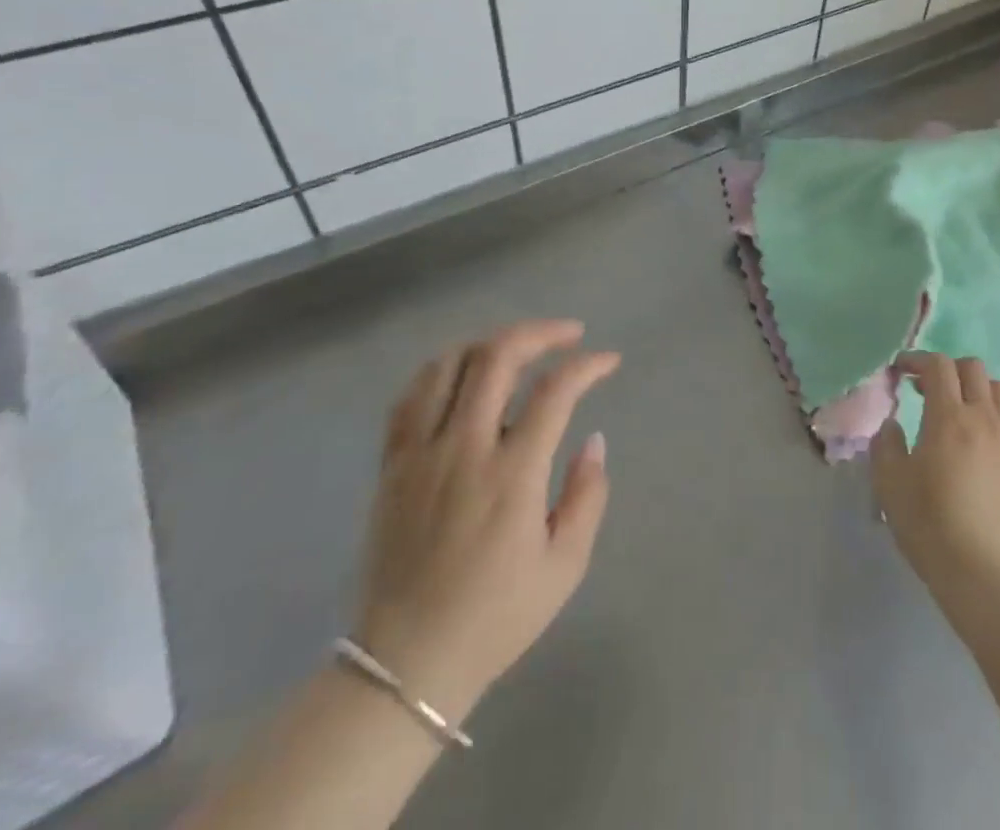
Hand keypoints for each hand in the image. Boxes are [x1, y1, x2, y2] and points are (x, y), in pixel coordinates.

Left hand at [352, 320, 619, 721]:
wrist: (404, 666)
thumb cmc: (495, 618)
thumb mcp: (564, 567)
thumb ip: (587, 496)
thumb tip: (594, 440)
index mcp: (511, 474)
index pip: (555, 391)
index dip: (587, 365)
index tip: (608, 361)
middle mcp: (464, 449)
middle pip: (498, 357)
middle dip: (540, 333)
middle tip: (568, 335)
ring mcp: (421, 454)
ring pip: (450, 365)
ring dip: (490, 343)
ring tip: (518, 348)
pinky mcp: (392, 466)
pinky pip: (410, 397)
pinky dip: (440, 370)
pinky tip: (462, 372)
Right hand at [870, 353, 999, 604]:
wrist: (981, 569)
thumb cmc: (929, 522)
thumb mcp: (890, 482)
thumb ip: (886, 444)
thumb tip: (893, 425)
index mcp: (949, 417)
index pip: (938, 366)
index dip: (916, 360)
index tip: (899, 371)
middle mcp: (983, 417)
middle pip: (971, 367)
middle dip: (946, 368)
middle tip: (924, 389)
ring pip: (996, 388)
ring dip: (973, 387)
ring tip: (955, 409)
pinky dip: (989, 412)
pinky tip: (974, 439)